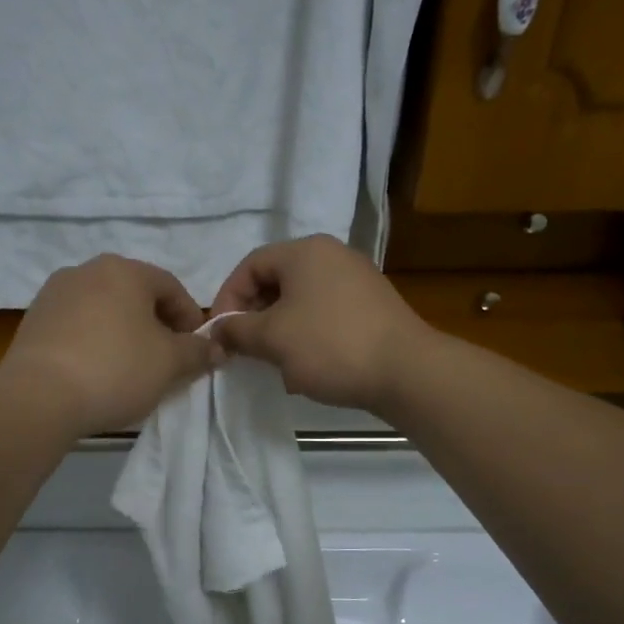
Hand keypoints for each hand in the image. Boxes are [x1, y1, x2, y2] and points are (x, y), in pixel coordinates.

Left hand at [4, 255, 220, 434]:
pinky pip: (77, 326)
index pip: (171, 287)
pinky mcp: (33, 320)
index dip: (190, 318)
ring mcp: (54, 293)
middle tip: (166, 359)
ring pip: (104, 309)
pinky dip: (94, 341)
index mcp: (124, 270)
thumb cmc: (116, 369)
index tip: (196, 349)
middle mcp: (87, 270)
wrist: (39, 396)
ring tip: (131, 368)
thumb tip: (217, 348)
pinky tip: (97, 371)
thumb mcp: (169, 364)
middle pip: (135, 295)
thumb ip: (197, 352)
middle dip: (156, 325)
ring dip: (123, 332)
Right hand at [209, 236, 432, 412]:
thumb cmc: (330, 346)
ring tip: (274, 363)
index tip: (219, 333)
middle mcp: (332, 256)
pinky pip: (326, 315)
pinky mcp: (372, 307)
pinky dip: (308, 337)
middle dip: (254, 317)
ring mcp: (357, 280)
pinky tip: (307, 367)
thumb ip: (238, 331)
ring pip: (301, 302)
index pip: (250, 265)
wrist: (406, 371)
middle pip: (277, 281)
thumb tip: (217, 330)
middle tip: (244, 349)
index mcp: (305, 251)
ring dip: (280, 331)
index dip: (227, 298)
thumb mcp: (273, 339)